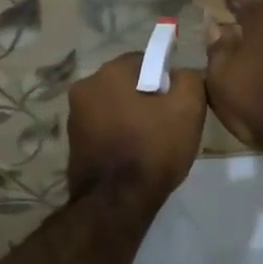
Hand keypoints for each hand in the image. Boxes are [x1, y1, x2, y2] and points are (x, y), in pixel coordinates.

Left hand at [66, 53, 205, 205]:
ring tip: (151, 144)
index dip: (166, 80)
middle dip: (146, 98)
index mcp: (108, 72)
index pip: (145, 60)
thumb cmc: (153, 148)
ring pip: (114, 107)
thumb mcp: (188, 108)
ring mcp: (74, 117)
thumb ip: (189, 79)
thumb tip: (180, 75)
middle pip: (126, 84)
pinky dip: (118, 137)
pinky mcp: (73, 144)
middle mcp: (84, 88)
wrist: (116, 202)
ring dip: (131, 118)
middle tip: (167, 124)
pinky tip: (133, 157)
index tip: (177, 103)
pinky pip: (104, 130)